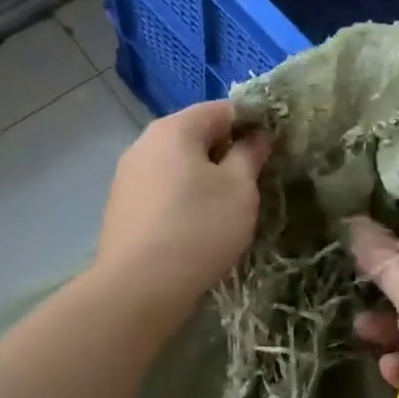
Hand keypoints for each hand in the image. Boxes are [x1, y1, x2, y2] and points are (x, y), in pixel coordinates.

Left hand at [95, 100, 272, 320]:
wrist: (139, 288)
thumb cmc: (198, 228)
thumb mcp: (239, 188)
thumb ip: (250, 154)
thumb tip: (257, 136)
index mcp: (174, 129)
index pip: (222, 109)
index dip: (254, 121)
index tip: (276, 145)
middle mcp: (144, 143)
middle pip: (196, 134)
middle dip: (228, 150)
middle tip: (257, 177)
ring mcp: (128, 176)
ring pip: (179, 164)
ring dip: (206, 176)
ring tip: (231, 204)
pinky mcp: (123, 207)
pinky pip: (163, 189)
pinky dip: (185, 197)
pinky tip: (199, 224)